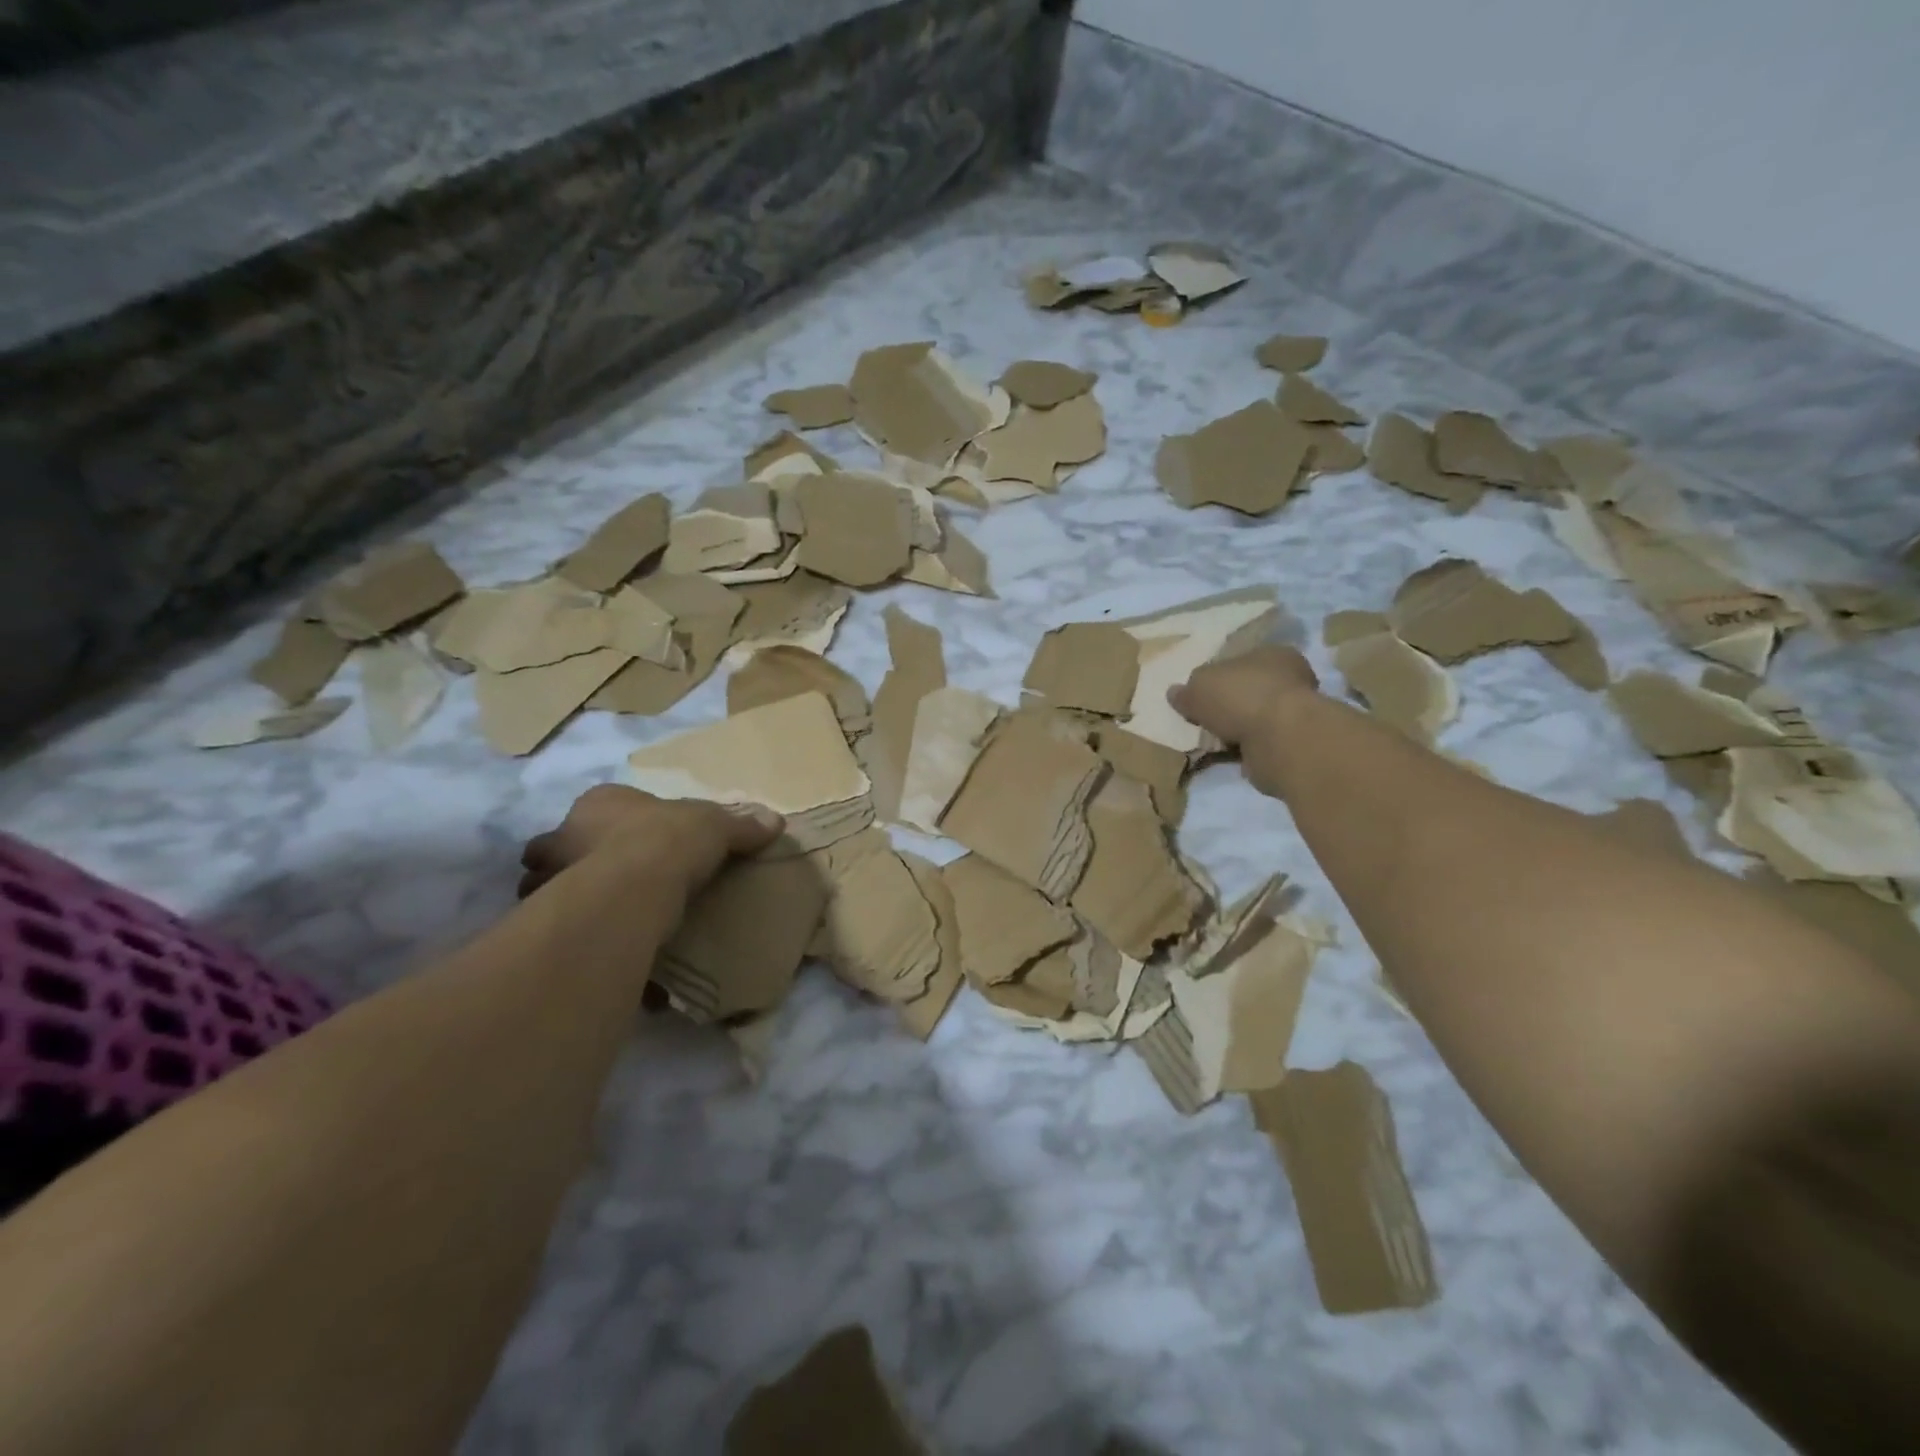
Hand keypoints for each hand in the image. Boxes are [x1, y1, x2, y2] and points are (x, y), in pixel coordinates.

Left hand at [518, 784, 783, 905]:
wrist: (634, 886)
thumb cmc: (670, 838)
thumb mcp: (716, 826)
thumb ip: (741, 825)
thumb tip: (775, 821)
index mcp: (602, 800)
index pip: (602, 804)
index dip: (618, 820)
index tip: (637, 837)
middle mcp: (566, 832)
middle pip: (563, 844)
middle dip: (578, 857)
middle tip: (610, 876)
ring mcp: (552, 875)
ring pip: (550, 883)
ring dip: (570, 894)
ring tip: (604, 912)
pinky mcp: (552, 915)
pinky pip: (564, 923)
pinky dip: (578, 930)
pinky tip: (600, 940)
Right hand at [1168, 645, 1318, 795]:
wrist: (1280, 739)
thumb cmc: (1241, 697)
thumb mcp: (1199, 687)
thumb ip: (1186, 690)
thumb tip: (1175, 692)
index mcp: (1272, 654)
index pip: (1242, 660)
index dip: (1220, 675)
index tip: (1201, 693)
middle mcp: (1289, 679)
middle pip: (1249, 690)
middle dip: (1227, 705)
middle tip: (1202, 719)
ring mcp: (1294, 713)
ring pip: (1254, 719)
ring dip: (1235, 730)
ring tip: (1209, 741)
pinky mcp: (1292, 743)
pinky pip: (1258, 744)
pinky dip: (1243, 750)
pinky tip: (1225, 756)